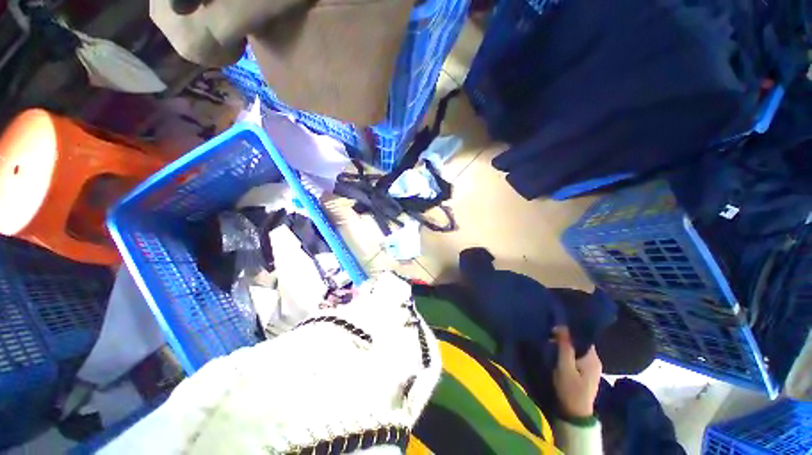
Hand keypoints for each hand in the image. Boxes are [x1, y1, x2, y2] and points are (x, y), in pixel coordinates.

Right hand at [552, 327, 601, 418]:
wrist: (575, 414)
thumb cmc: (570, 389)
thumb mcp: (564, 366)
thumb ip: (564, 346)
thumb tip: (562, 325)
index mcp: (593, 358)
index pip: (583, 337)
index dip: (569, 330)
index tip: (554, 327)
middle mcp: (595, 361)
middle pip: (580, 343)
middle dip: (566, 338)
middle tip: (550, 335)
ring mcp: (592, 368)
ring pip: (578, 350)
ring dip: (566, 346)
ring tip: (552, 343)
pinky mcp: (586, 374)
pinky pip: (577, 357)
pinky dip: (569, 353)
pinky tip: (559, 354)